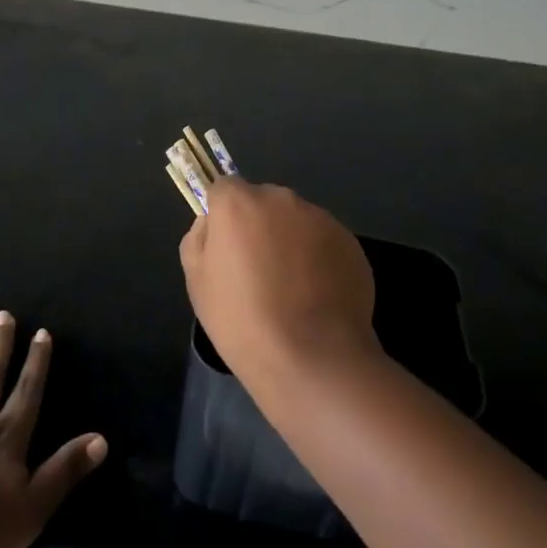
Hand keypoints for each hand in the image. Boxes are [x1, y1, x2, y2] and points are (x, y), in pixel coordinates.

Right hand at [180, 178, 380, 387]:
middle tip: (259, 270)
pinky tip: (318, 297)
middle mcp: (280, 198)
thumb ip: (198, 240)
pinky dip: (320, 259)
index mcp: (239, 203)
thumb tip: (210, 223)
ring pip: (296, 220)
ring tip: (293, 289)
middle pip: (263, 202)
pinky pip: (324, 241)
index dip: (223, 215)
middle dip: (259, 225)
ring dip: (291, 241)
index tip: (227, 247)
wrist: (313, 358)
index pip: (224, 189)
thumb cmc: (243, 321)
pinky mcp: (349, 240)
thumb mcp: (198, 284)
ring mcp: (319, 217)